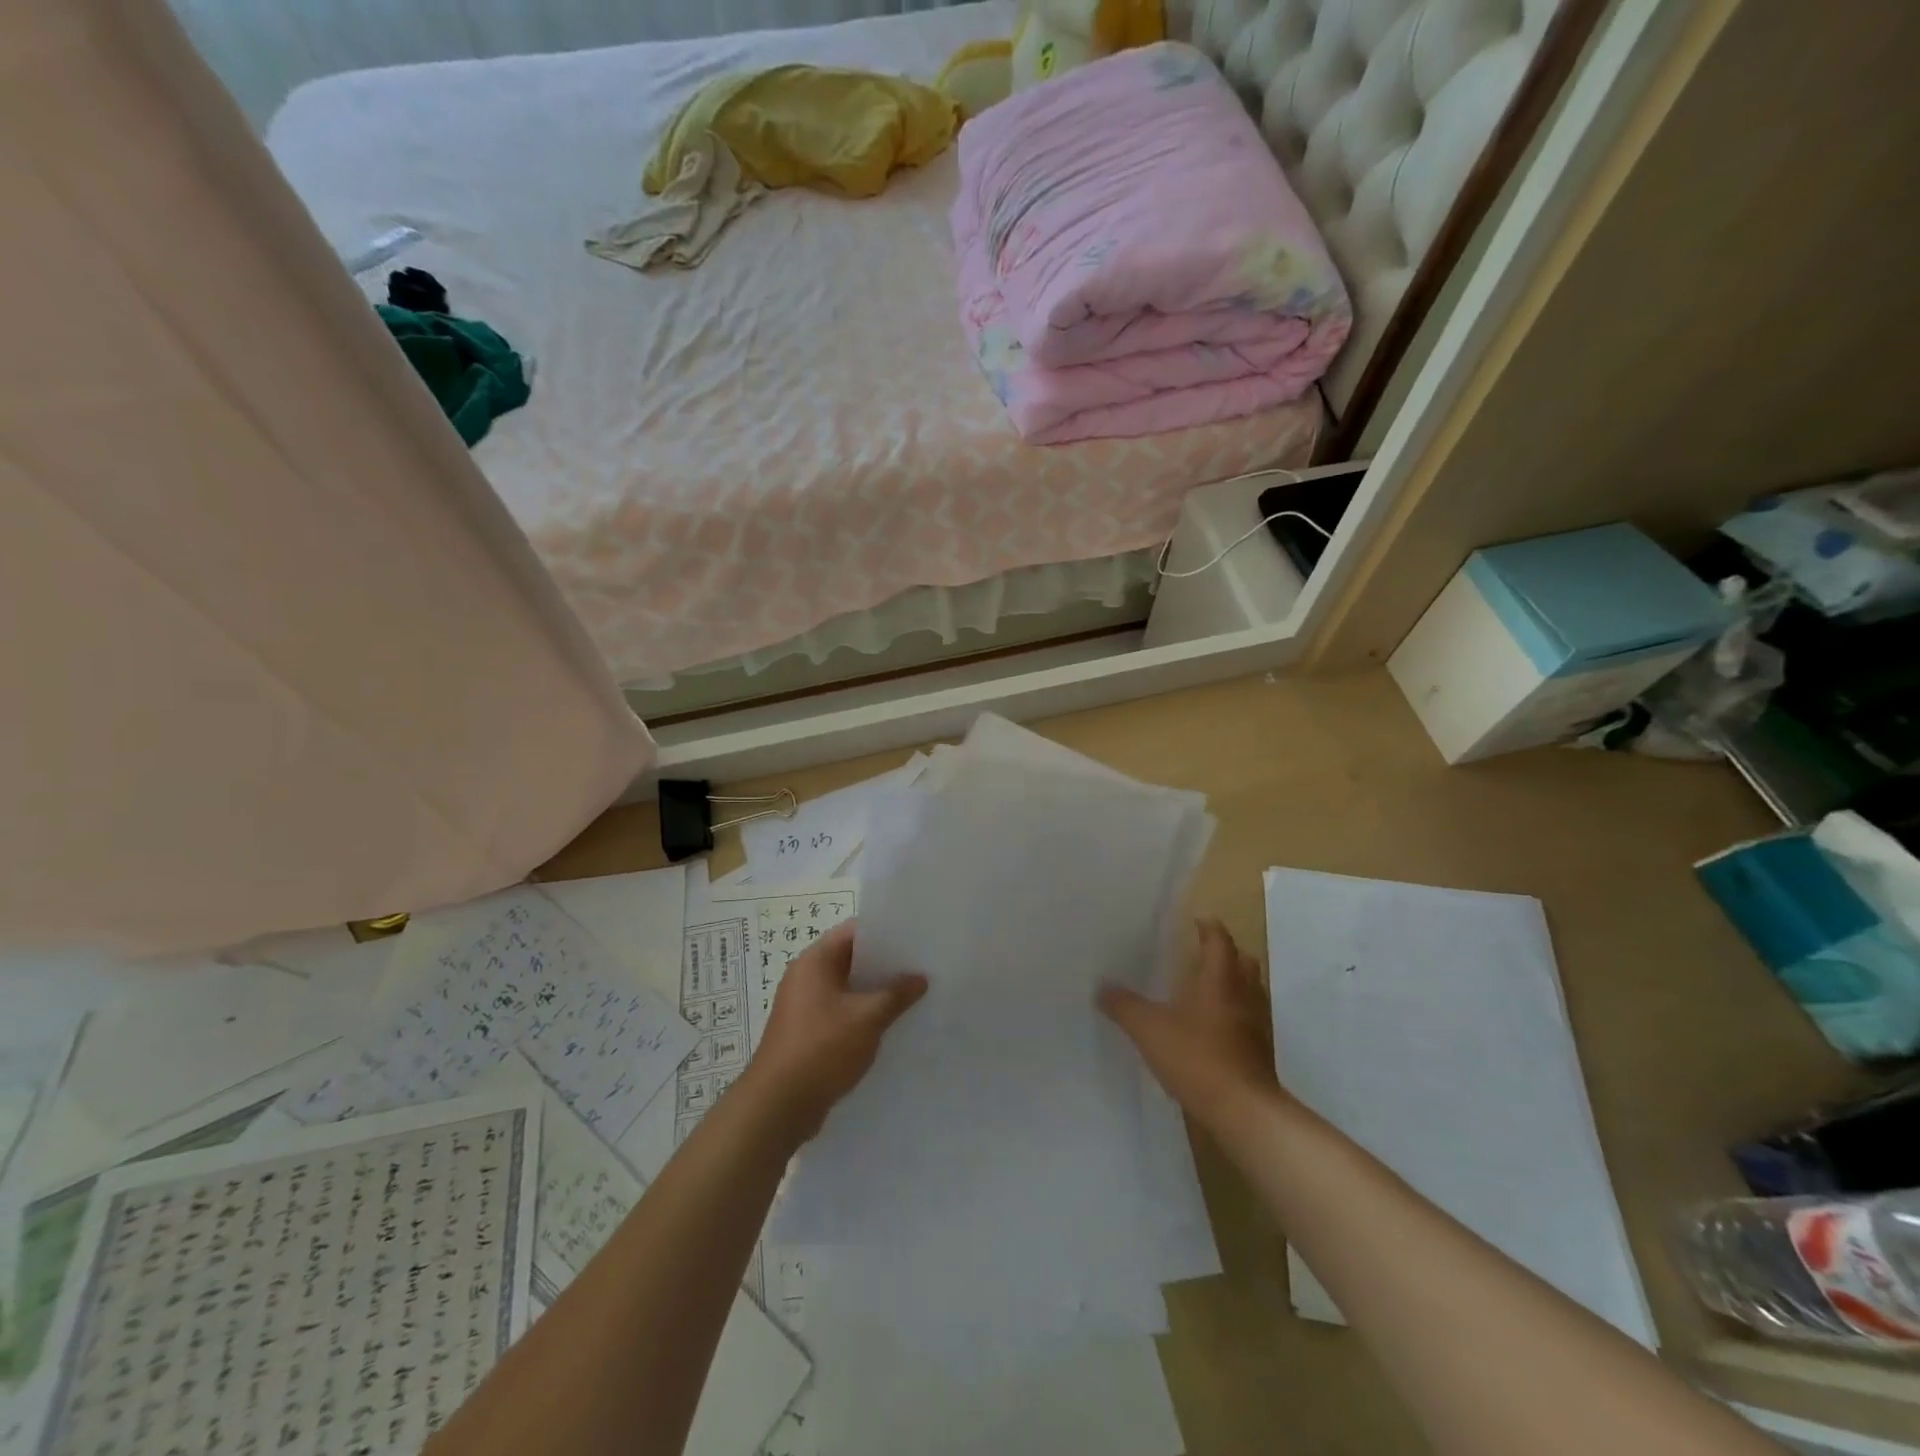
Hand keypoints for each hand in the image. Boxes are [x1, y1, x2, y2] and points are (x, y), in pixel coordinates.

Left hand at [746, 919, 926, 1142]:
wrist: (779, 1106)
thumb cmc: (822, 1048)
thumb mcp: (868, 1018)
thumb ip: (897, 994)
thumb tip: (920, 978)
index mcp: (815, 961)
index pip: (854, 931)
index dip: (885, 931)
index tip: (916, 937)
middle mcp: (806, 976)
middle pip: (851, 959)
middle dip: (885, 964)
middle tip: (921, 966)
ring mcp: (804, 1006)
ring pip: (848, 988)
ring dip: (875, 992)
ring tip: (913, 994)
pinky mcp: (808, 1032)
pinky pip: (841, 1012)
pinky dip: (863, 1014)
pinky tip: (890, 1024)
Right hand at [1099, 919, 1283, 1130]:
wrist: (1244, 1111)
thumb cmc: (1197, 1058)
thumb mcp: (1149, 1029)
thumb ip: (1123, 1005)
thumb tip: (1100, 986)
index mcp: (1220, 979)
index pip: (1219, 940)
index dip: (1208, 927)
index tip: (1195, 920)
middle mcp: (1244, 994)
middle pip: (1243, 961)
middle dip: (1225, 953)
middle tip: (1199, 953)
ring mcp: (1257, 1024)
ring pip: (1250, 990)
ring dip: (1232, 983)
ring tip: (1203, 989)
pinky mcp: (1260, 1051)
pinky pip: (1249, 1018)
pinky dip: (1234, 1013)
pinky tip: (1211, 1028)